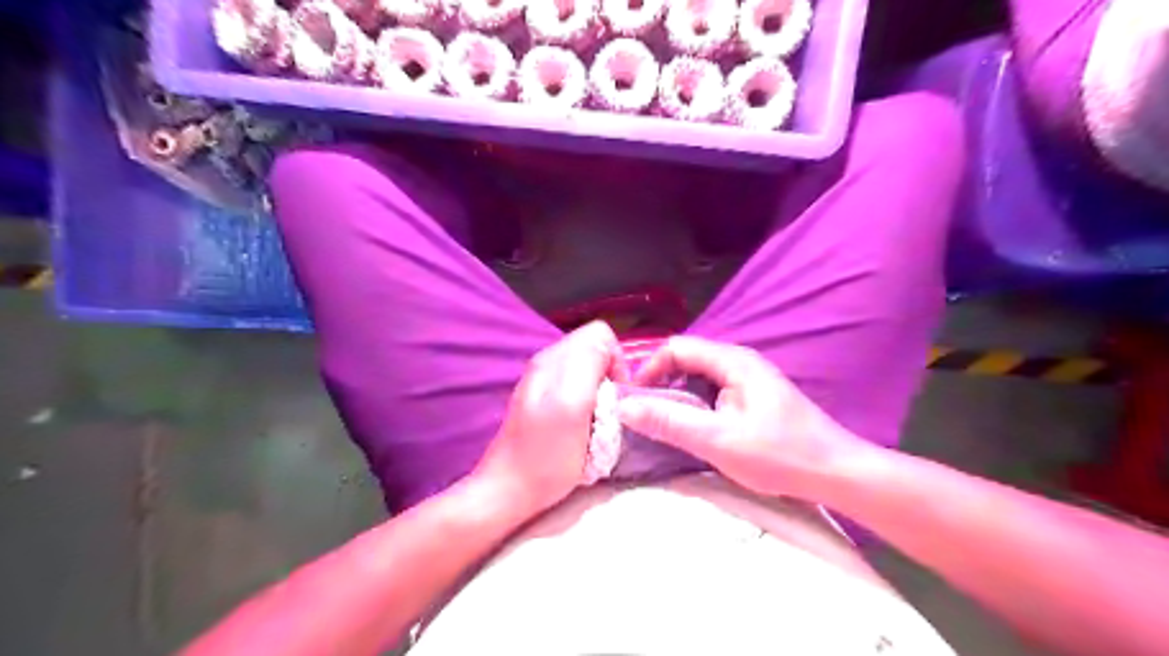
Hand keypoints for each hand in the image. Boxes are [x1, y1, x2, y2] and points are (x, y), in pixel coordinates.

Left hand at [469, 319, 630, 517]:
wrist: (508, 489)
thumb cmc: (546, 456)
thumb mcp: (574, 406)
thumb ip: (589, 365)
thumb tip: (606, 347)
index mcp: (555, 360)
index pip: (601, 335)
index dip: (617, 361)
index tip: (617, 395)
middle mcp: (548, 363)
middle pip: (594, 350)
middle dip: (609, 376)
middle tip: (607, 411)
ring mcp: (543, 381)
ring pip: (588, 370)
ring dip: (600, 392)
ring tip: (595, 421)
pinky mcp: (542, 399)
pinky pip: (577, 386)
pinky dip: (587, 402)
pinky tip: (580, 425)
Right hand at [616, 336, 861, 499]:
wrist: (837, 472)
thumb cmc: (780, 455)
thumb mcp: (718, 440)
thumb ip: (670, 422)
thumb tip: (625, 407)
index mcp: (733, 361)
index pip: (676, 348)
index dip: (649, 369)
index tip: (633, 400)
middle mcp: (739, 362)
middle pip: (686, 360)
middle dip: (661, 384)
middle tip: (643, 416)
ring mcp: (748, 380)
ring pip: (699, 378)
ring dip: (677, 397)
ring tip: (663, 426)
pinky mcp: (753, 398)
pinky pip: (713, 392)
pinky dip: (695, 406)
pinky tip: (692, 430)